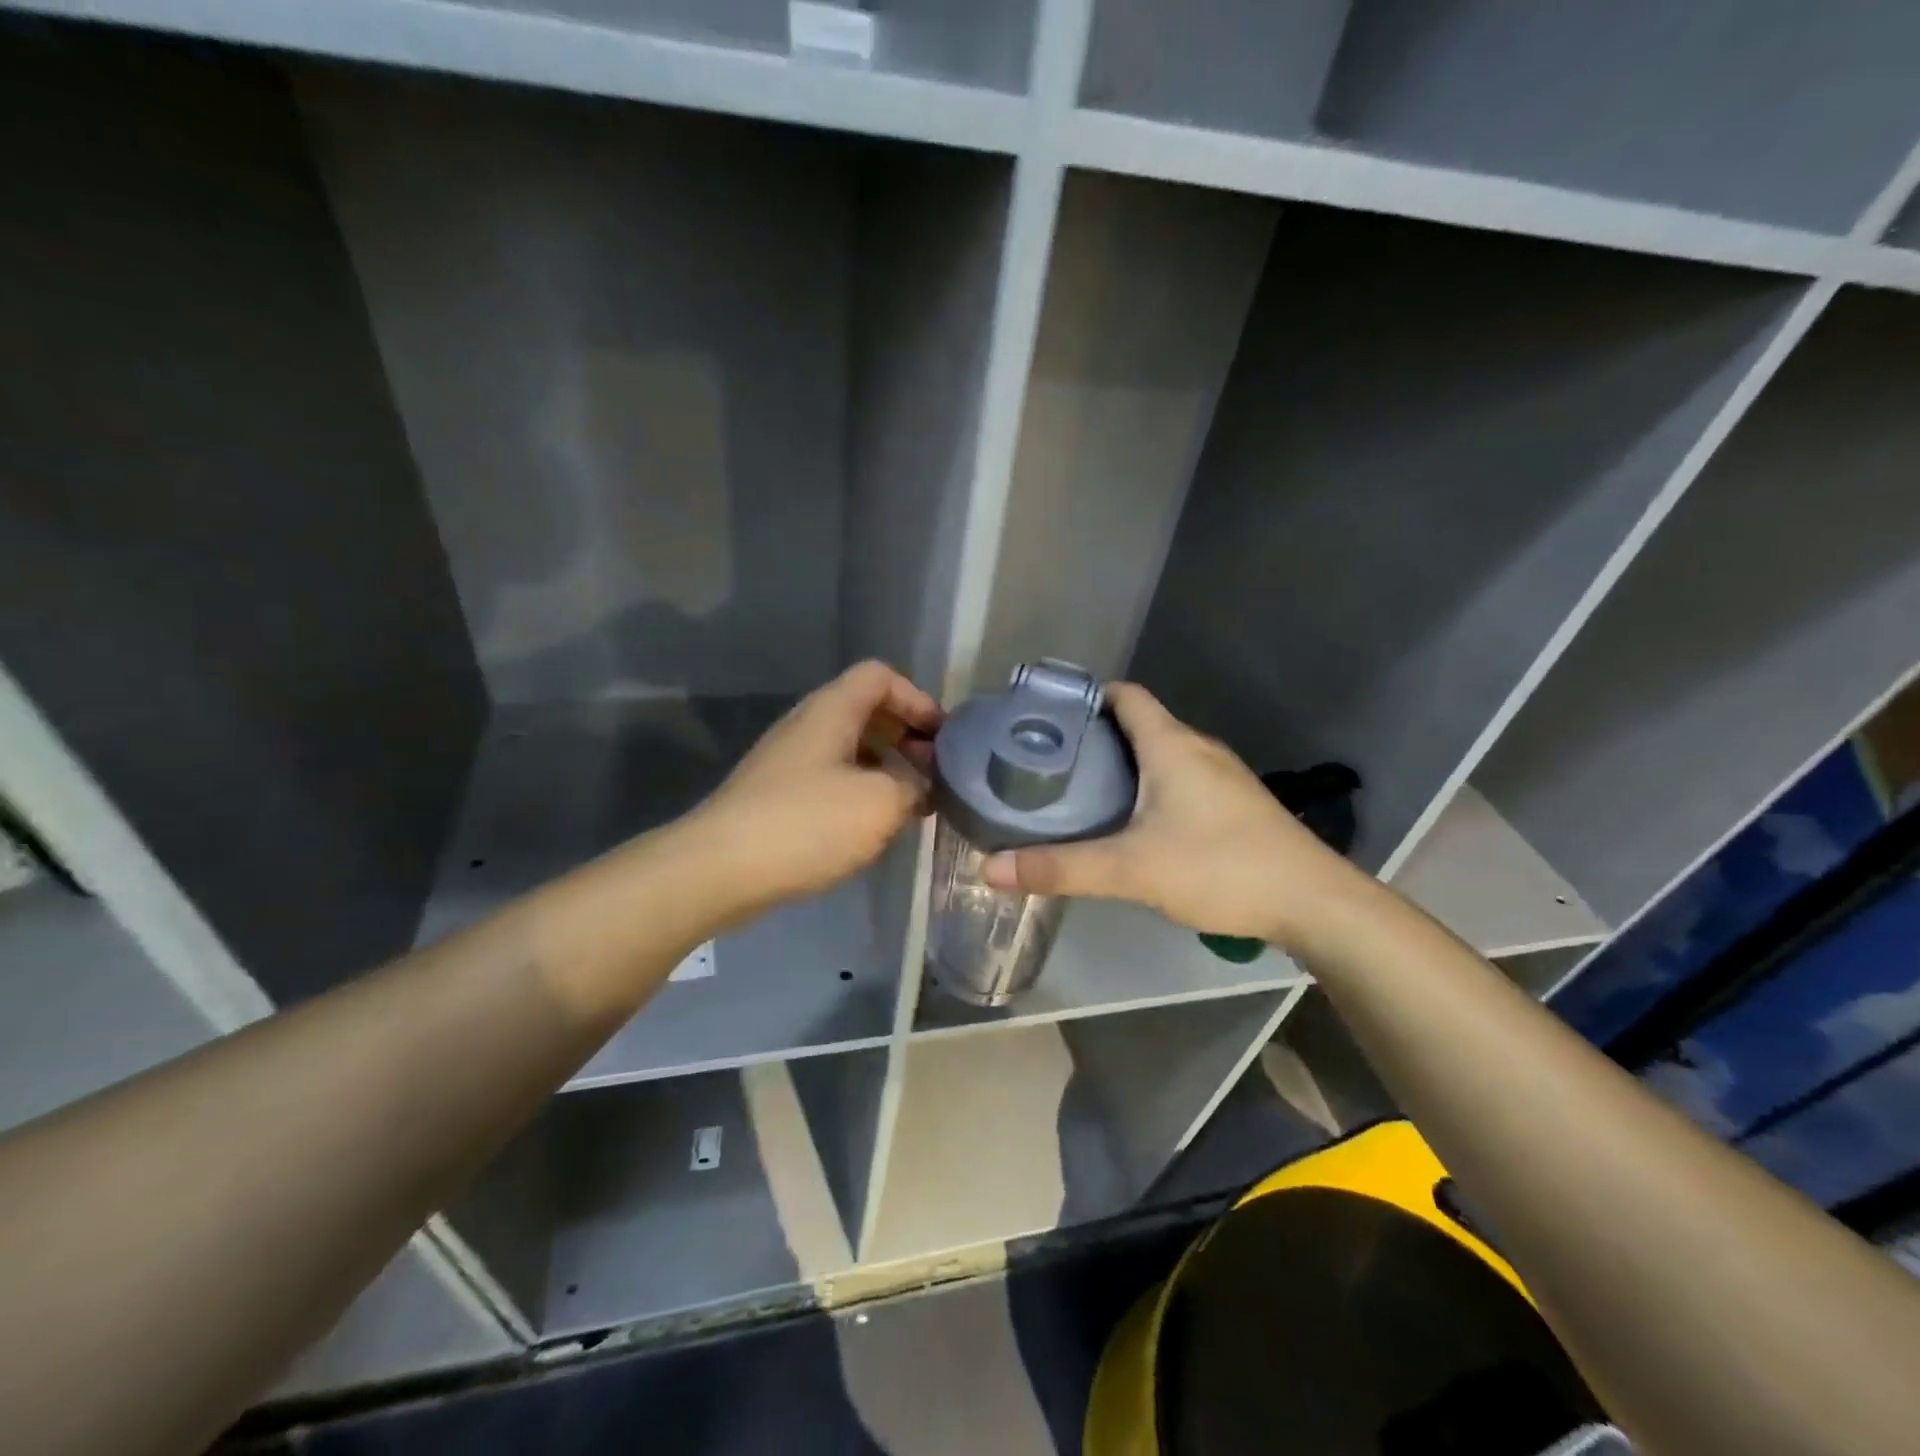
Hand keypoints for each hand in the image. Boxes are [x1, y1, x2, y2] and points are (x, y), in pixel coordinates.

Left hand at [685, 661, 941, 917]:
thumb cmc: (807, 823)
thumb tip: (920, 784)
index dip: (917, 698)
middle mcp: (807, 725)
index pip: (880, 676)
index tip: (941, 738)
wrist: (719, 869)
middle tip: (933, 773)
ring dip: (885, 768)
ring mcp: (788, 760)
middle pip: (866, 710)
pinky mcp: (777, 795)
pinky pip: (831, 778)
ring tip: (911, 803)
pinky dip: (860, 791)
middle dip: (906, 737)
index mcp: (832, 710)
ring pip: (849, 748)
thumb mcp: (881, 803)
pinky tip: (873, 826)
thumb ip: (914, 785)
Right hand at [981, 683, 1364, 947]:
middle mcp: (1197, 748)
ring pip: (1160, 755)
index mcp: (1171, 744)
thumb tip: (990, 867)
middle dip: (1093, 738)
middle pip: (1138, 724)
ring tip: (1078, 792)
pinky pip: (1180, 780)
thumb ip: (1060, 868)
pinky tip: (1131, 824)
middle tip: (1047, 763)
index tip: (1045, 718)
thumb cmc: (1220, 866)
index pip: (1124, 695)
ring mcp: (1221, 777)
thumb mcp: (1131, 869)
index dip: (1084, 698)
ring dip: (1122, 766)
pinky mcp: (1234, 805)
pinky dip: (1148, 788)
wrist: (1313, 903)